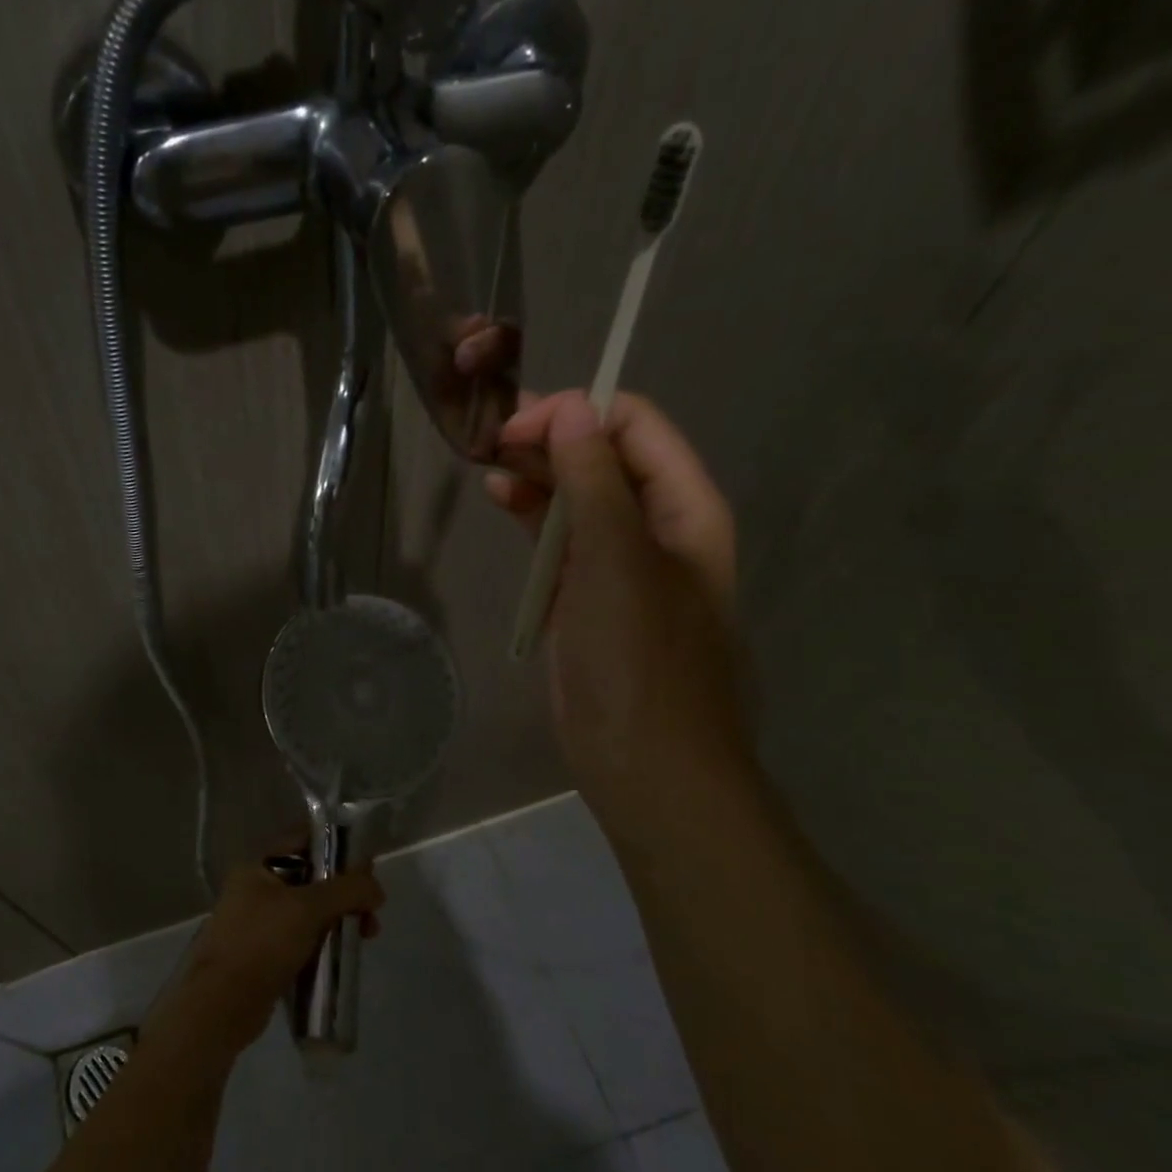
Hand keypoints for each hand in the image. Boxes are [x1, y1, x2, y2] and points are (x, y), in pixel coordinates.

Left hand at [150, 861, 384, 1060]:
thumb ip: (346, 890)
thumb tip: (376, 888)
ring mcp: (260, 923)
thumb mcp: (307, 908)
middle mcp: (257, 889)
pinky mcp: (266, 955)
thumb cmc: (261, 944)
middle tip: (372, 909)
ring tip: (366, 936)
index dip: (337, 845)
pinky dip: (325, 942)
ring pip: (310, 910)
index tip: (367, 864)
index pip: (303, 839)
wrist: (220, 1006)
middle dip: (346, 890)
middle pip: (312, 877)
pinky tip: (344, 954)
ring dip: (340, 918)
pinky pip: (304, 938)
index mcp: (258, 866)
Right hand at [485, 390, 750, 843]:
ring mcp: (619, 564)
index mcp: (685, 508)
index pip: (636, 427)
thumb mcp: (617, 561)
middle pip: (603, 458)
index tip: (519, 425)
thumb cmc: (639, 660)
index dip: (579, 413)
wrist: (645, 763)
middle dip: (551, 438)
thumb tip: (572, 408)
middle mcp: (656, 526)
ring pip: (578, 498)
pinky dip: (532, 517)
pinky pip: (561, 541)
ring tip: (487, 461)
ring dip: (537, 474)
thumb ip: (595, 482)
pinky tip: (501, 501)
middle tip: (489, 436)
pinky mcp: (586, 596)